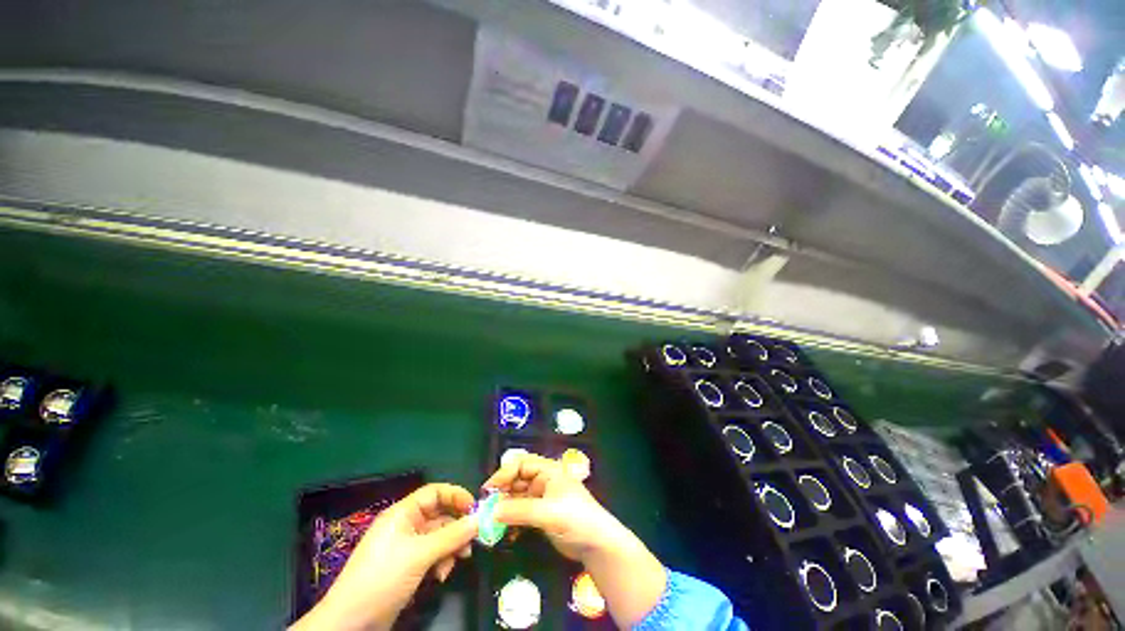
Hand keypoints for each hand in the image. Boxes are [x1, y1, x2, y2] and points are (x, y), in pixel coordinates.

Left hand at [291, 484, 476, 630]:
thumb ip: (452, 535)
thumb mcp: (420, 554)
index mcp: (403, 513)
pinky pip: (432, 555)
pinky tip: (440, 576)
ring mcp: (406, 548)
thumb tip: (479, 518)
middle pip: (440, 516)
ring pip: (439, 537)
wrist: (351, 623)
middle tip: (473, 540)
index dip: (456, 495)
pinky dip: (440, 562)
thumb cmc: (383, 577)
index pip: (435, 492)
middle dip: (457, 527)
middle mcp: (405, 526)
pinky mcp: (407, 567)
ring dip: (450, 548)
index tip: (476, 508)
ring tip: (456, 563)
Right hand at [482, 454, 666, 627]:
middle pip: (517, 480)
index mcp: (548, 470)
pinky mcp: (541, 516)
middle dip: (502, 493)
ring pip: (517, 498)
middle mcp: (543, 481)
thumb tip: (491, 511)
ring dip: (504, 508)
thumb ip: (519, 510)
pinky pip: (521, 513)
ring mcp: (542, 499)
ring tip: (491, 523)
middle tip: (485, 510)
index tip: (488, 491)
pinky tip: (505, 533)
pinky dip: (511, 520)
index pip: (521, 464)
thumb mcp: (547, 512)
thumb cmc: (576, 518)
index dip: (503, 474)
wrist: (597, 544)